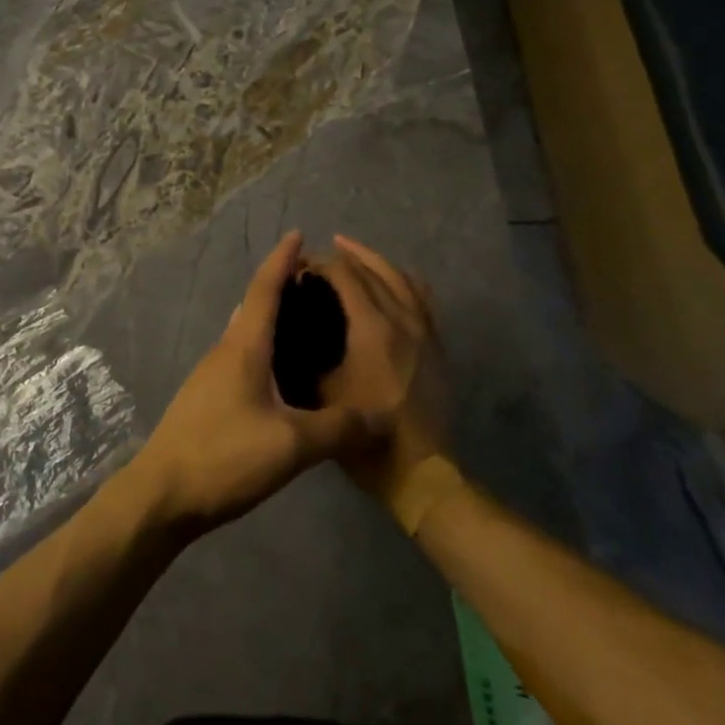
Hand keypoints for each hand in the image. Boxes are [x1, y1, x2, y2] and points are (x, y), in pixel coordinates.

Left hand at [122, 232, 392, 537]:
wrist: (162, 494)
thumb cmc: (225, 456)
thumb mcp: (290, 445)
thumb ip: (337, 428)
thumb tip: (380, 414)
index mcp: (243, 347)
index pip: (264, 289)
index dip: (282, 260)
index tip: (298, 234)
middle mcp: (224, 351)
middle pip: (253, 306)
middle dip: (281, 286)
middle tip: (316, 283)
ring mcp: (211, 375)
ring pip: (246, 333)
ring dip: (271, 318)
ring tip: (306, 323)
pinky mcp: (207, 398)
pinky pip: (240, 357)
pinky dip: (264, 347)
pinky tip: (282, 373)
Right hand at [315, 235, 450, 510]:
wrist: (420, 472)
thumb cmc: (364, 436)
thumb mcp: (321, 394)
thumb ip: (304, 354)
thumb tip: (289, 325)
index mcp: (372, 328)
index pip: (345, 277)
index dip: (321, 264)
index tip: (300, 264)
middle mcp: (401, 319)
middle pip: (374, 271)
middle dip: (347, 256)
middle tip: (323, 252)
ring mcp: (424, 331)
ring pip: (402, 279)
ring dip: (376, 262)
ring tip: (355, 253)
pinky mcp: (436, 346)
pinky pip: (423, 298)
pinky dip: (406, 281)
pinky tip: (397, 278)